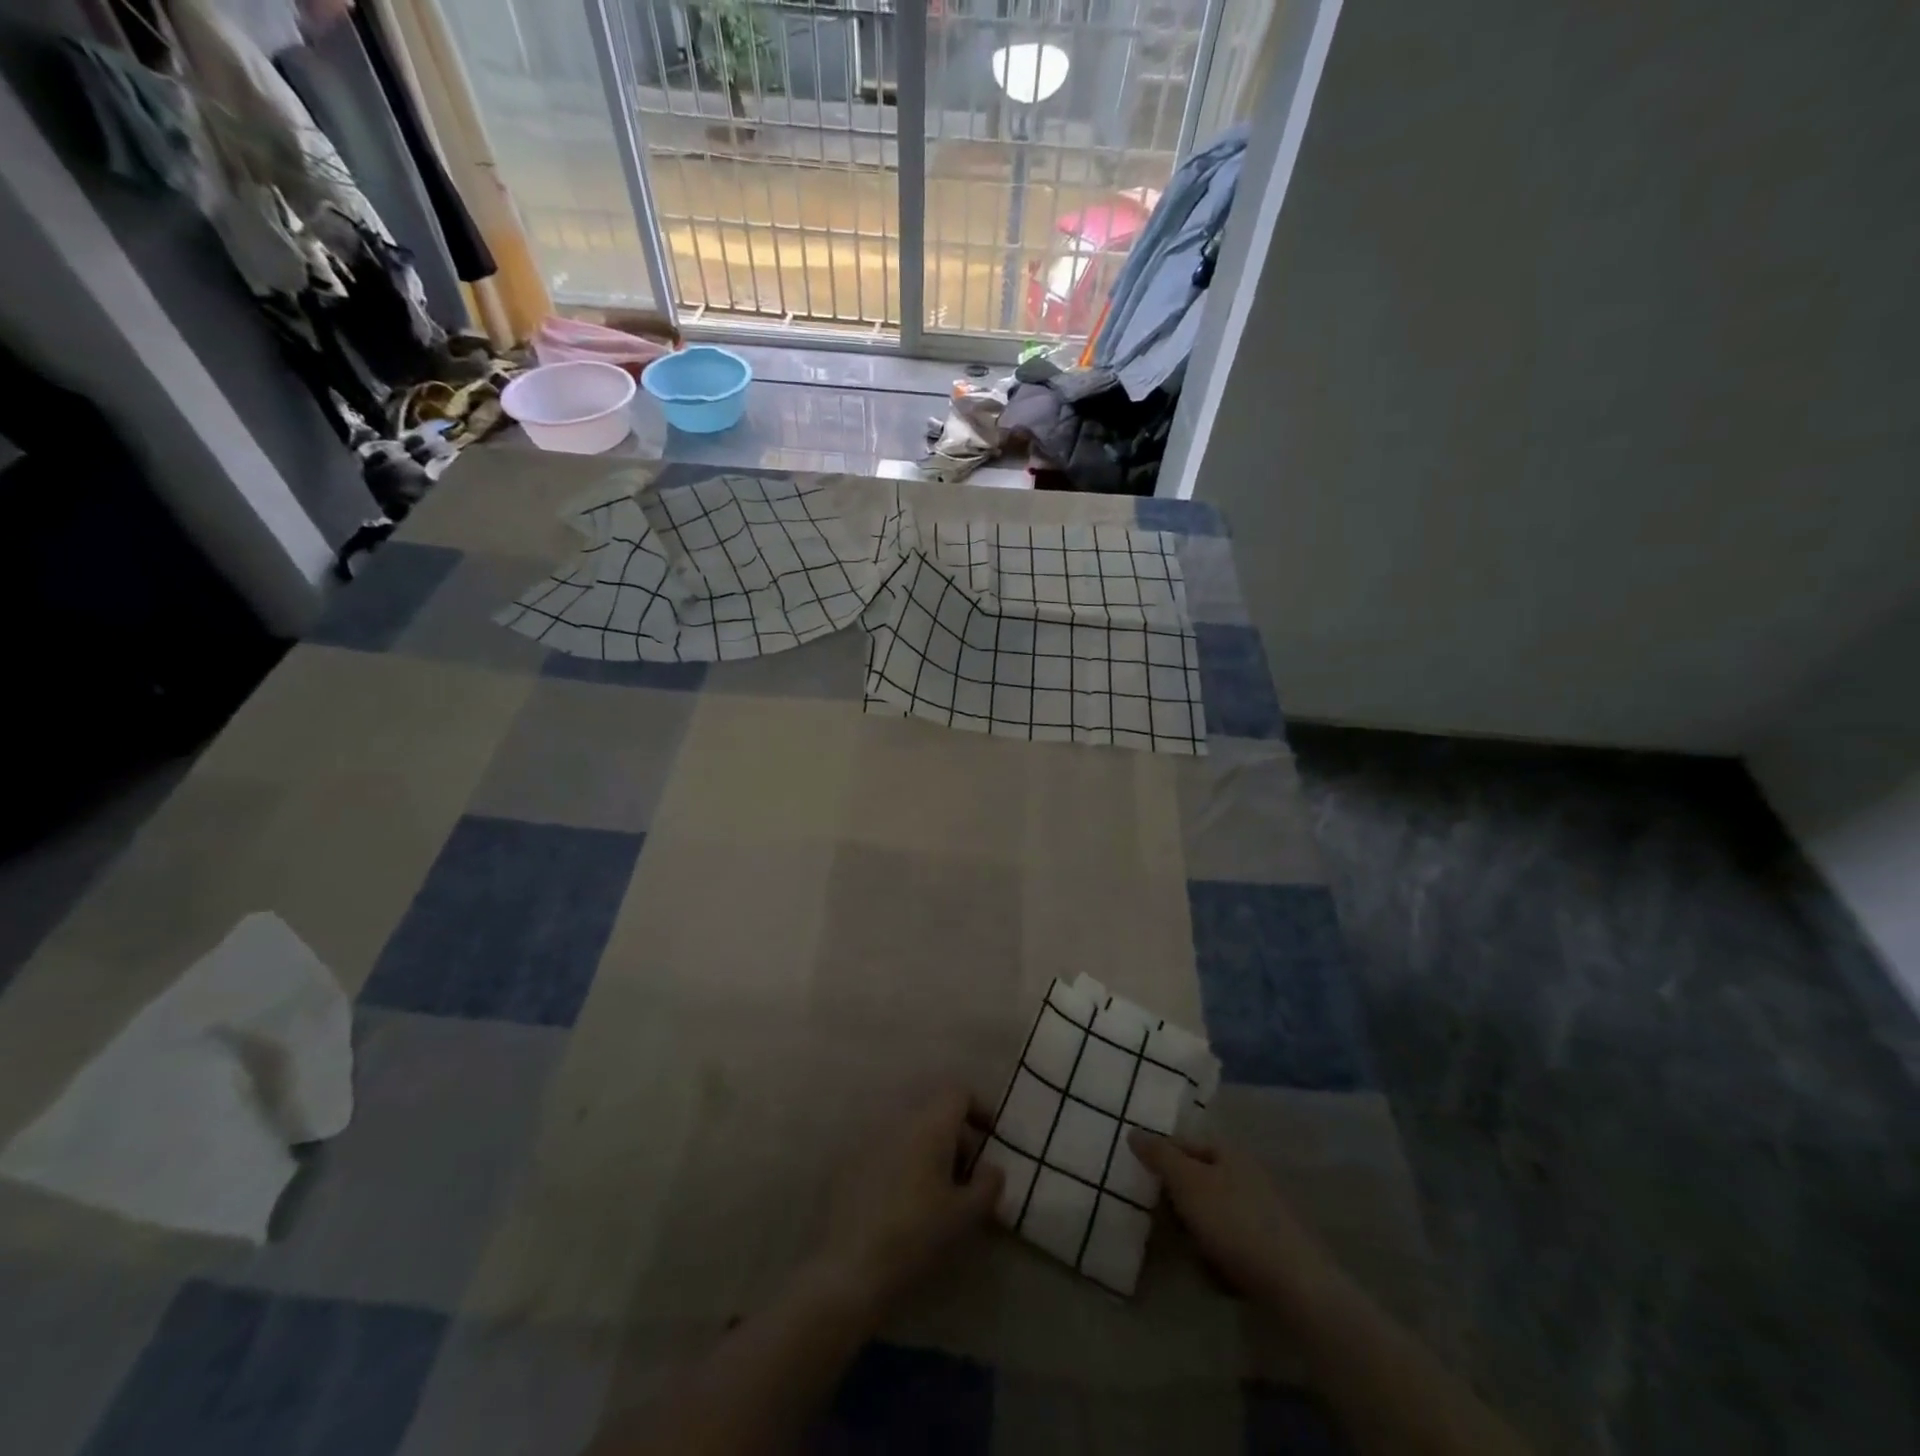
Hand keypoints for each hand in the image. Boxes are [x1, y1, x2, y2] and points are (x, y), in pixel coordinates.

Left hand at [814, 1089, 1005, 1315]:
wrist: (849, 1269)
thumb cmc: (917, 1235)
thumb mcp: (966, 1215)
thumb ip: (988, 1184)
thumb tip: (992, 1167)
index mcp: (929, 1124)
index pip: (959, 1092)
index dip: (979, 1108)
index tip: (991, 1138)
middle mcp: (898, 1119)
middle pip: (934, 1110)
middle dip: (955, 1134)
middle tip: (968, 1173)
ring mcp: (869, 1137)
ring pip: (909, 1129)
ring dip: (928, 1148)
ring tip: (937, 1189)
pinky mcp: (848, 1160)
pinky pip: (886, 1147)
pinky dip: (902, 1160)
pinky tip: (904, 1199)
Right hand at [1129, 1129, 1339, 1308]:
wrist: (1296, 1286)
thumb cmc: (1235, 1222)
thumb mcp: (1188, 1182)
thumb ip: (1159, 1155)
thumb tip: (1133, 1130)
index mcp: (1229, 1152)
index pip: (1183, 1143)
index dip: (1160, 1158)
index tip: (1141, 1181)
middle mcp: (1246, 1174)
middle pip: (1197, 1179)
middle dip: (1176, 1201)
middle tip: (1160, 1220)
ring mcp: (1261, 1212)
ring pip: (1211, 1214)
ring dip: (1195, 1232)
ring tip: (1186, 1251)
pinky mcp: (1269, 1248)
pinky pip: (1230, 1244)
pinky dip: (1218, 1256)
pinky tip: (1213, 1274)